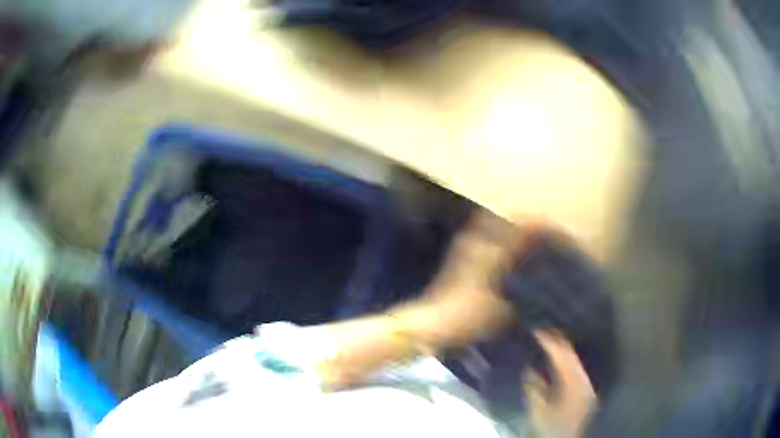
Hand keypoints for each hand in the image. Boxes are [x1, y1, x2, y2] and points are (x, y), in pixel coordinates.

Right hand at [525, 331, 595, 437]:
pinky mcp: (586, 391)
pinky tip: (559, 361)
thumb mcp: (538, 410)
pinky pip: (577, 368)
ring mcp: (586, 385)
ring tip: (549, 342)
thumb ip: (533, 388)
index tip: (536, 331)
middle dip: (557, 340)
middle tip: (542, 332)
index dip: (549, 340)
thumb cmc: (551, 427)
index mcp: (572, 382)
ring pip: (575, 359)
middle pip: (571, 353)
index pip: (561, 354)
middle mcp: (583, 379)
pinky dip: (567, 361)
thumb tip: (528, 368)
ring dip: (562, 349)